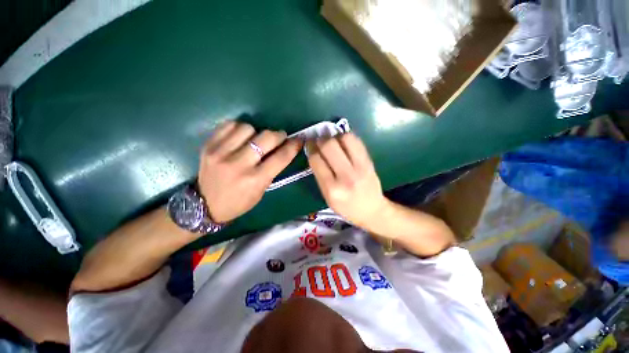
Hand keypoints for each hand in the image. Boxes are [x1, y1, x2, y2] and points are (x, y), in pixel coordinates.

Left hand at [198, 121, 301, 222]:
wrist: (205, 205)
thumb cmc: (239, 202)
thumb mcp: (261, 191)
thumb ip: (272, 170)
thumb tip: (282, 149)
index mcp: (255, 180)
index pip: (281, 157)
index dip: (293, 146)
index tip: (298, 140)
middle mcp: (239, 165)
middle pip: (266, 138)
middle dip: (278, 135)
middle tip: (279, 137)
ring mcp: (221, 153)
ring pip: (248, 128)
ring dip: (257, 132)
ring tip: (255, 140)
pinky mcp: (208, 146)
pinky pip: (229, 125)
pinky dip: (239, 129)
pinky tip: (240, 137)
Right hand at [308, 133, 386, 228]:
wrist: (372, 210)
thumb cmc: (346, 207)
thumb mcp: (327, 198)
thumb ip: (320, 176)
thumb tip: (314, 153)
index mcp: (332, 189)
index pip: (316, 160)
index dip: (310, 149)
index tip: (309, 145)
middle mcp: (346, 176)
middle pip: (329, 146)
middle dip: (320, 140)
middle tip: (319, 141)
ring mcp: (360, 167)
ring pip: (344, 139)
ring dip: (335, 136)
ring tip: (332, 141)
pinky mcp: (369, 162)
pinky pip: (357, 141)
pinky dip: (347, 138)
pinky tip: (343, 143)